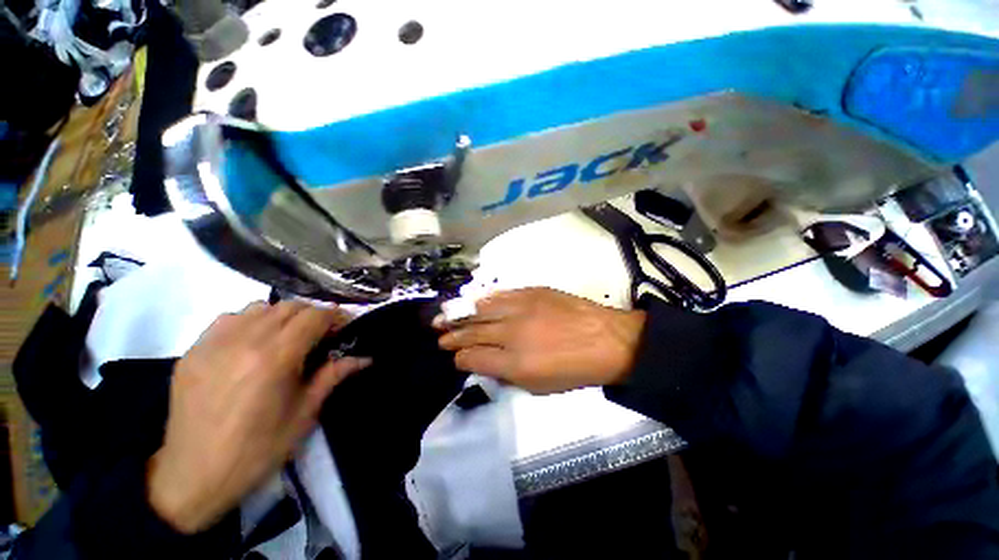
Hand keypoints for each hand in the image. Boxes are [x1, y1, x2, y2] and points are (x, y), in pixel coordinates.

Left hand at [147, 301, 369, 533]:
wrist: (193, 475)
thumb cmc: (258, 449)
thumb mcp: (304, 414)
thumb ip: (334, 376)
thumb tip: (365, 357)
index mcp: (275, 358)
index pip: (314, 316)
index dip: (335, 317)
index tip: (344, 328)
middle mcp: (244, 341)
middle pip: (290, 307)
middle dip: (313, 316)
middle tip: (320, 336)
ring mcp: (214, 343)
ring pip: (260, 307)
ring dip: (282, 316)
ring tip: (286, 338)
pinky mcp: (193, 350)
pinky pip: (229, 318)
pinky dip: (250, 321)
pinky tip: (251, 344)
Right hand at [436, 288, 644, 394]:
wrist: (606, 340)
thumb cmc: (574, 370)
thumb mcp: (539, 387)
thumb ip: (507, 374)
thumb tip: (485, 363)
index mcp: (514, 363)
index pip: (473, 358)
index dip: (460, 359)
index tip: (456, 358)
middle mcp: (512, 333)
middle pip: (472, 332)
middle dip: (452, 336)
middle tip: (439, 335)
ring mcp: (521, 308)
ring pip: (481, 310)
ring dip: (459, 315)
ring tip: (443, 316)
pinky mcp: (531, 292)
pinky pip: (500, 295)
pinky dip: (483, 300)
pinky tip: (472, 302)